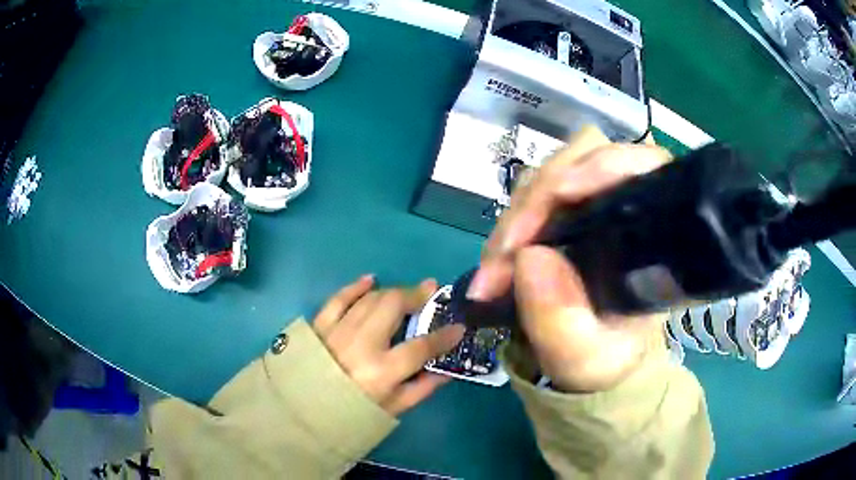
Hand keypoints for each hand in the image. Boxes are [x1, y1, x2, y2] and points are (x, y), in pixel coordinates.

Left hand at [312, 275, 465, 414]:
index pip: (421, 347)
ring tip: (406, 292)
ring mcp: (338, 331)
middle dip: (416, 295)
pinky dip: (356, 287)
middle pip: (392, 306)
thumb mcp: (392, 409)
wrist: (303, 410)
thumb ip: (422, 388)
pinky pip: (339, 298)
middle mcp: (361, 345)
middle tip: (431, 290)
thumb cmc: (351, 413)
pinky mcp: (320, 325)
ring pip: (370, 299)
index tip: (458, 327)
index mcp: (382, 371)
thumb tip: (446, 369)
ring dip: (392, 291)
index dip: (443, 336)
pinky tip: (370, 280)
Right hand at [467, 126, 671, 392]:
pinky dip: (509, 225)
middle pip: (582, 160)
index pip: (642, 165)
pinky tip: (498, 260)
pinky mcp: (565, 211)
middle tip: (503, 258)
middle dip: (536, 202)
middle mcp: (626, 205)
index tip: (560, 194)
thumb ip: (562, 321)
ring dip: (516, 217)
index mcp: (655, 232)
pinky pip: (531, 198)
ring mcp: (592, 203)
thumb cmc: (606, 359)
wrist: (595, 361)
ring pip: (549, 176)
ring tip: (495, 268)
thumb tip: (528, 259)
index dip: (602, 166)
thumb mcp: (586, 357)